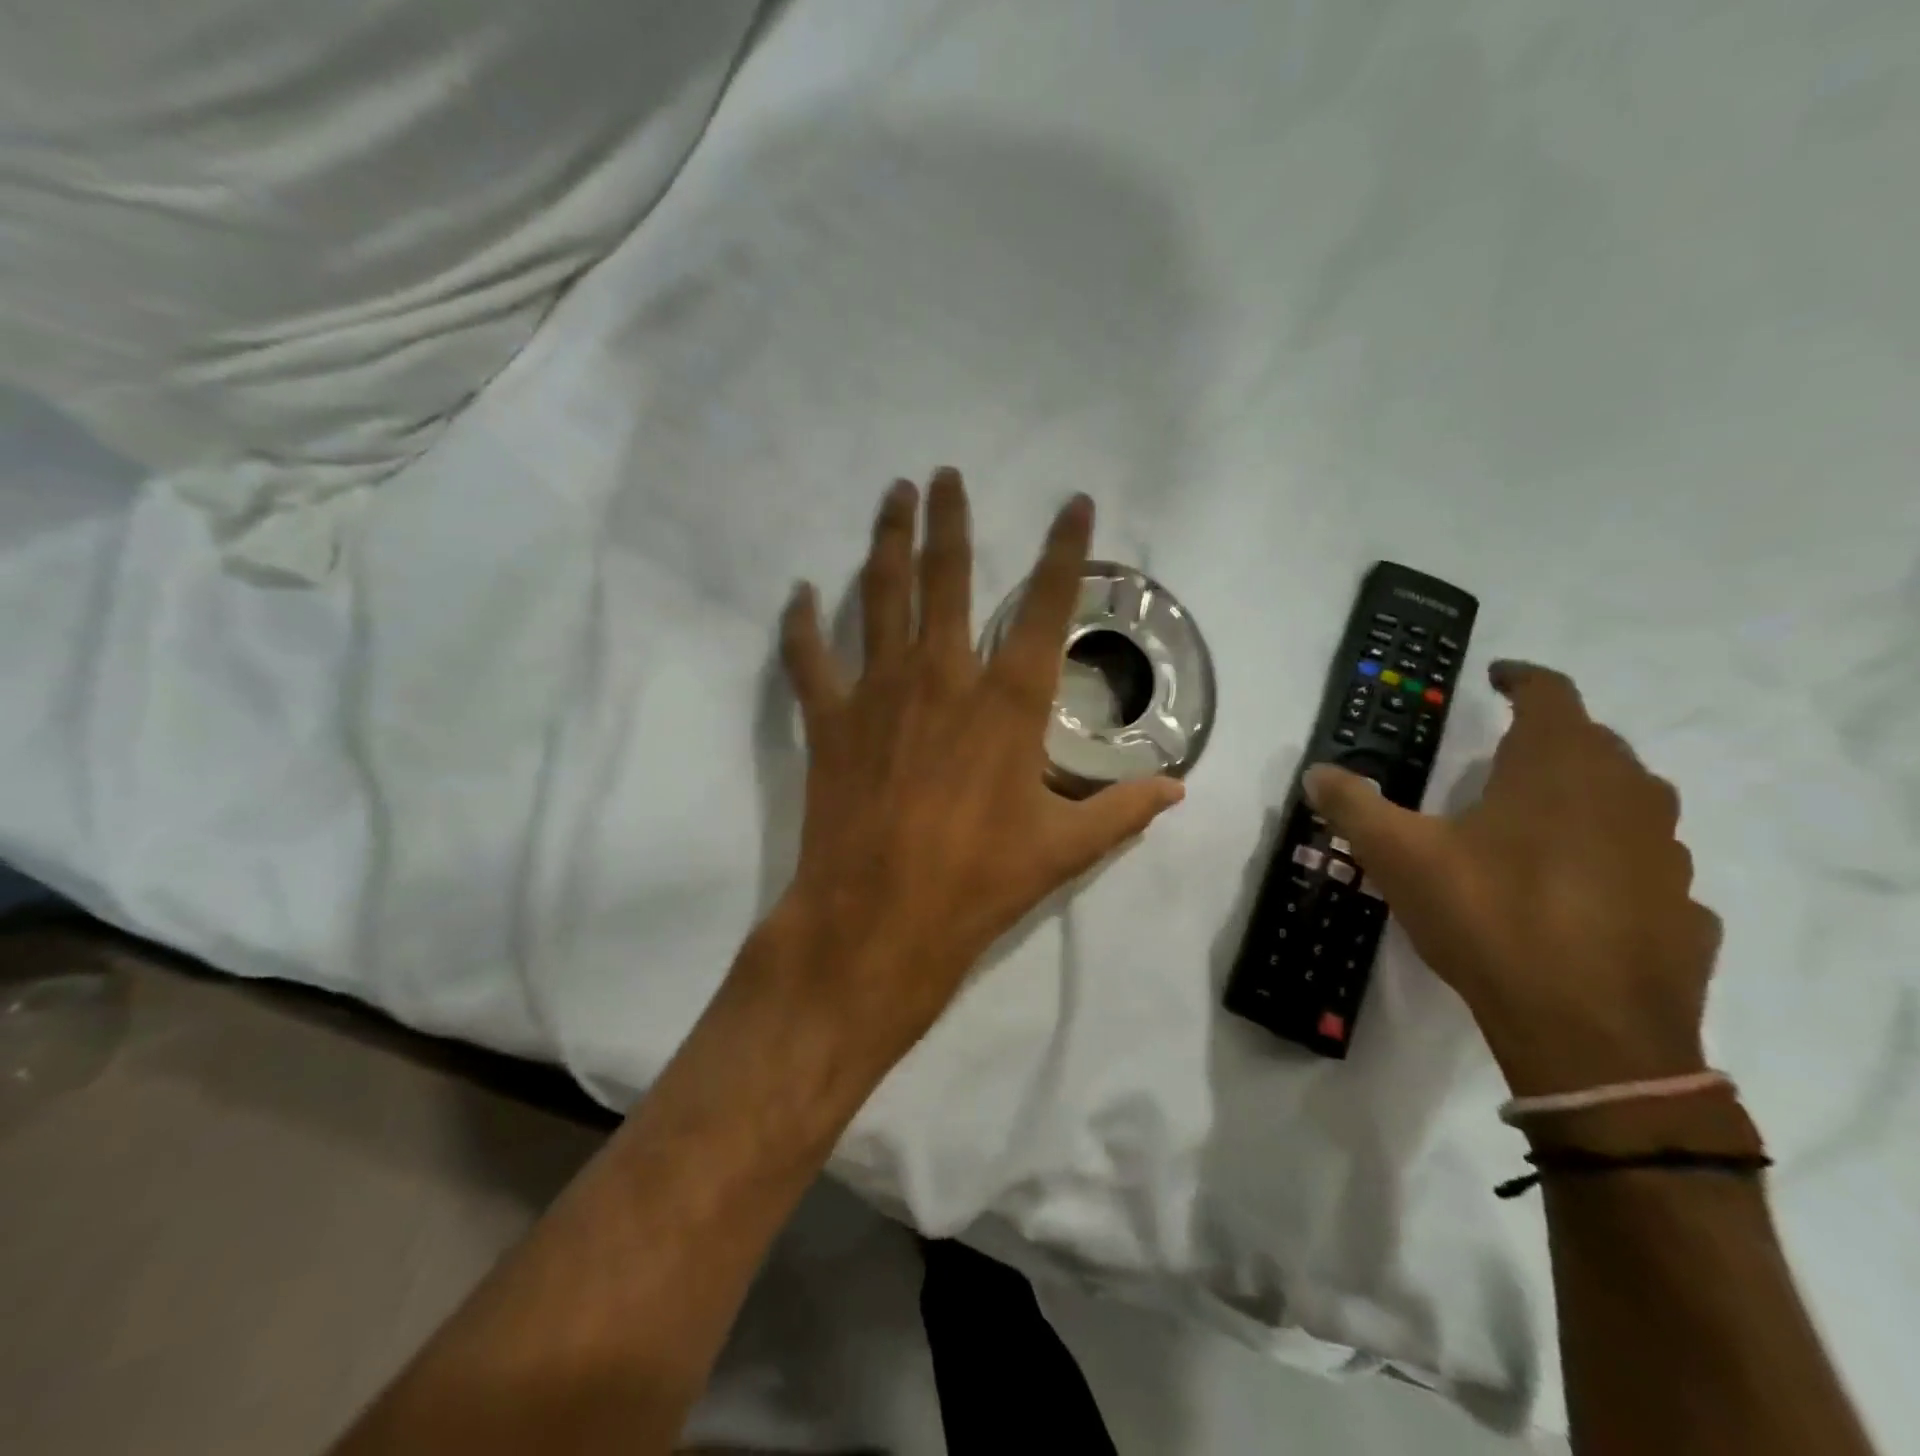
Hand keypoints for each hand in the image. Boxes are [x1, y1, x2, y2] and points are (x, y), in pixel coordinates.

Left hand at [762, 469, 1183, 1065]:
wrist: (878, 922)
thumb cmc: (977, 883)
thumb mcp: (1063, 849)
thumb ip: (1121, 810)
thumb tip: (1177, 789)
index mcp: (1006, 703)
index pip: (1047, 607)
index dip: (1065, 551)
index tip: (1074, 503)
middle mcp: (942, 677)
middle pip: (947, 577)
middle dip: (949, 520)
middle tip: (943, 474)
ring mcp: (878, 693)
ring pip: (880, 596)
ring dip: (886, 541)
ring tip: (891, 496)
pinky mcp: (828, 721)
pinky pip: (808, 659)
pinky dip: (801, 624)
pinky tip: (799, 592)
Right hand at [1302, 662, 1716, 1095]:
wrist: (1591, 1034)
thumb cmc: (1491, 918)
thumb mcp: (1400, 857)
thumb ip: (1354, 806)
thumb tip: (1316, 772)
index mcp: (1559, 768)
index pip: (1551, 694)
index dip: (1522, 679)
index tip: (1498, 678)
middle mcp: (1626, 796)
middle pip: (1594, 743)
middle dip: (1549, 738)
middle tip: (1502, 755)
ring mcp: (1665, 854)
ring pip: (1628, 801)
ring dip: (1586, 795)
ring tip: (1538, 819)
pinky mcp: (1685, 909)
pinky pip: (1645, 863)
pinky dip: (1613, 858)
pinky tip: (1580, 890)